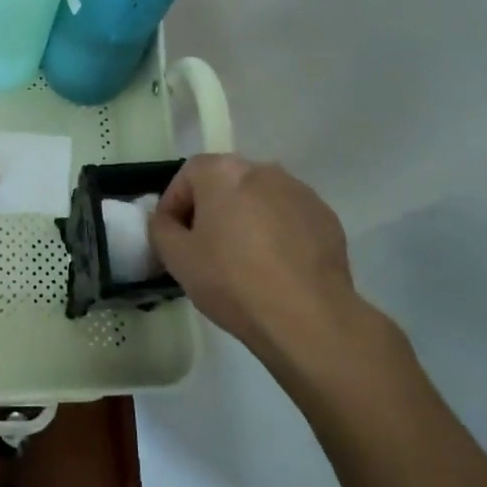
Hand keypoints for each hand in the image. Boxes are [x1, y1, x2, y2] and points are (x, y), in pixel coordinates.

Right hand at [148, 155, 364, 359]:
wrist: (308, 317)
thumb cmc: (232, 280)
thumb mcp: (177, 258)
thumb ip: (160, 228)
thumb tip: (166, 220)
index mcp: (223, 172)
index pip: (187, 175)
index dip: (174, 205)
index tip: (172, 237)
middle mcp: (262, 169)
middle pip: (226, 184)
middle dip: (211, 210)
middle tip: (204, 248)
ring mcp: (299, 191)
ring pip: (260, 200)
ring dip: (246, 220)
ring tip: (243, 261)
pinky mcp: (326, 218)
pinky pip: (289, 218)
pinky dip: (278, 234)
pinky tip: (276, 268)